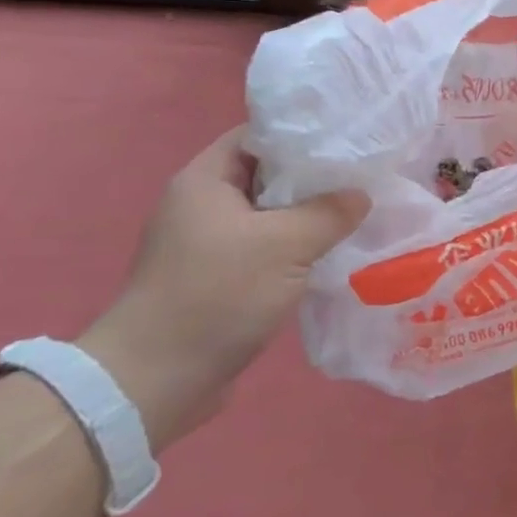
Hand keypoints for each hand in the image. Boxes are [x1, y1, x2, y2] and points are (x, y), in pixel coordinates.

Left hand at [78, 128, 366, 451]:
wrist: (155, 381)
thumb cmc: (217, 295)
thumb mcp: (284, 245)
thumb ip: (328, 213)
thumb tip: (360, 195)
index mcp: (204, 180)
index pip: (257, 136)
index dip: (302, 135)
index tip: (346, 141)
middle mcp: (201, 205)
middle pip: (266, 175)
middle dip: (313, 178)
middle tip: (362, 178)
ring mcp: (207, 244)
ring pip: (268, 216)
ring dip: (306, 218)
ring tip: (356, 214)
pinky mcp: (216, 278)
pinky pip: (263, 249)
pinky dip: (293, 249)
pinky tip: (329, 255)